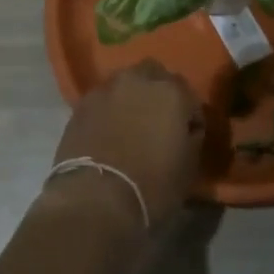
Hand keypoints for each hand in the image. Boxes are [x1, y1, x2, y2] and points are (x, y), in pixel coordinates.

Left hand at [47, 61, 203, 230]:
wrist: (96, 198)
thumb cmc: (152, 187)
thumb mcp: (188, 168)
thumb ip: (191, 138)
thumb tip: (187, 129)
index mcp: (171, 92)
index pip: (189, 95)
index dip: (190, 115)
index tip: (188, 134)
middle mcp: (138, 80)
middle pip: (154, 74)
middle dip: (159, 92)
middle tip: (159, 120)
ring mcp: (107, 88)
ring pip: (125, 82)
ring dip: (132, 97)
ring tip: (131, 124)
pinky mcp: (82, 103)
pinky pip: (103, 98)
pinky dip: (109, 109)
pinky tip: (108, 131)